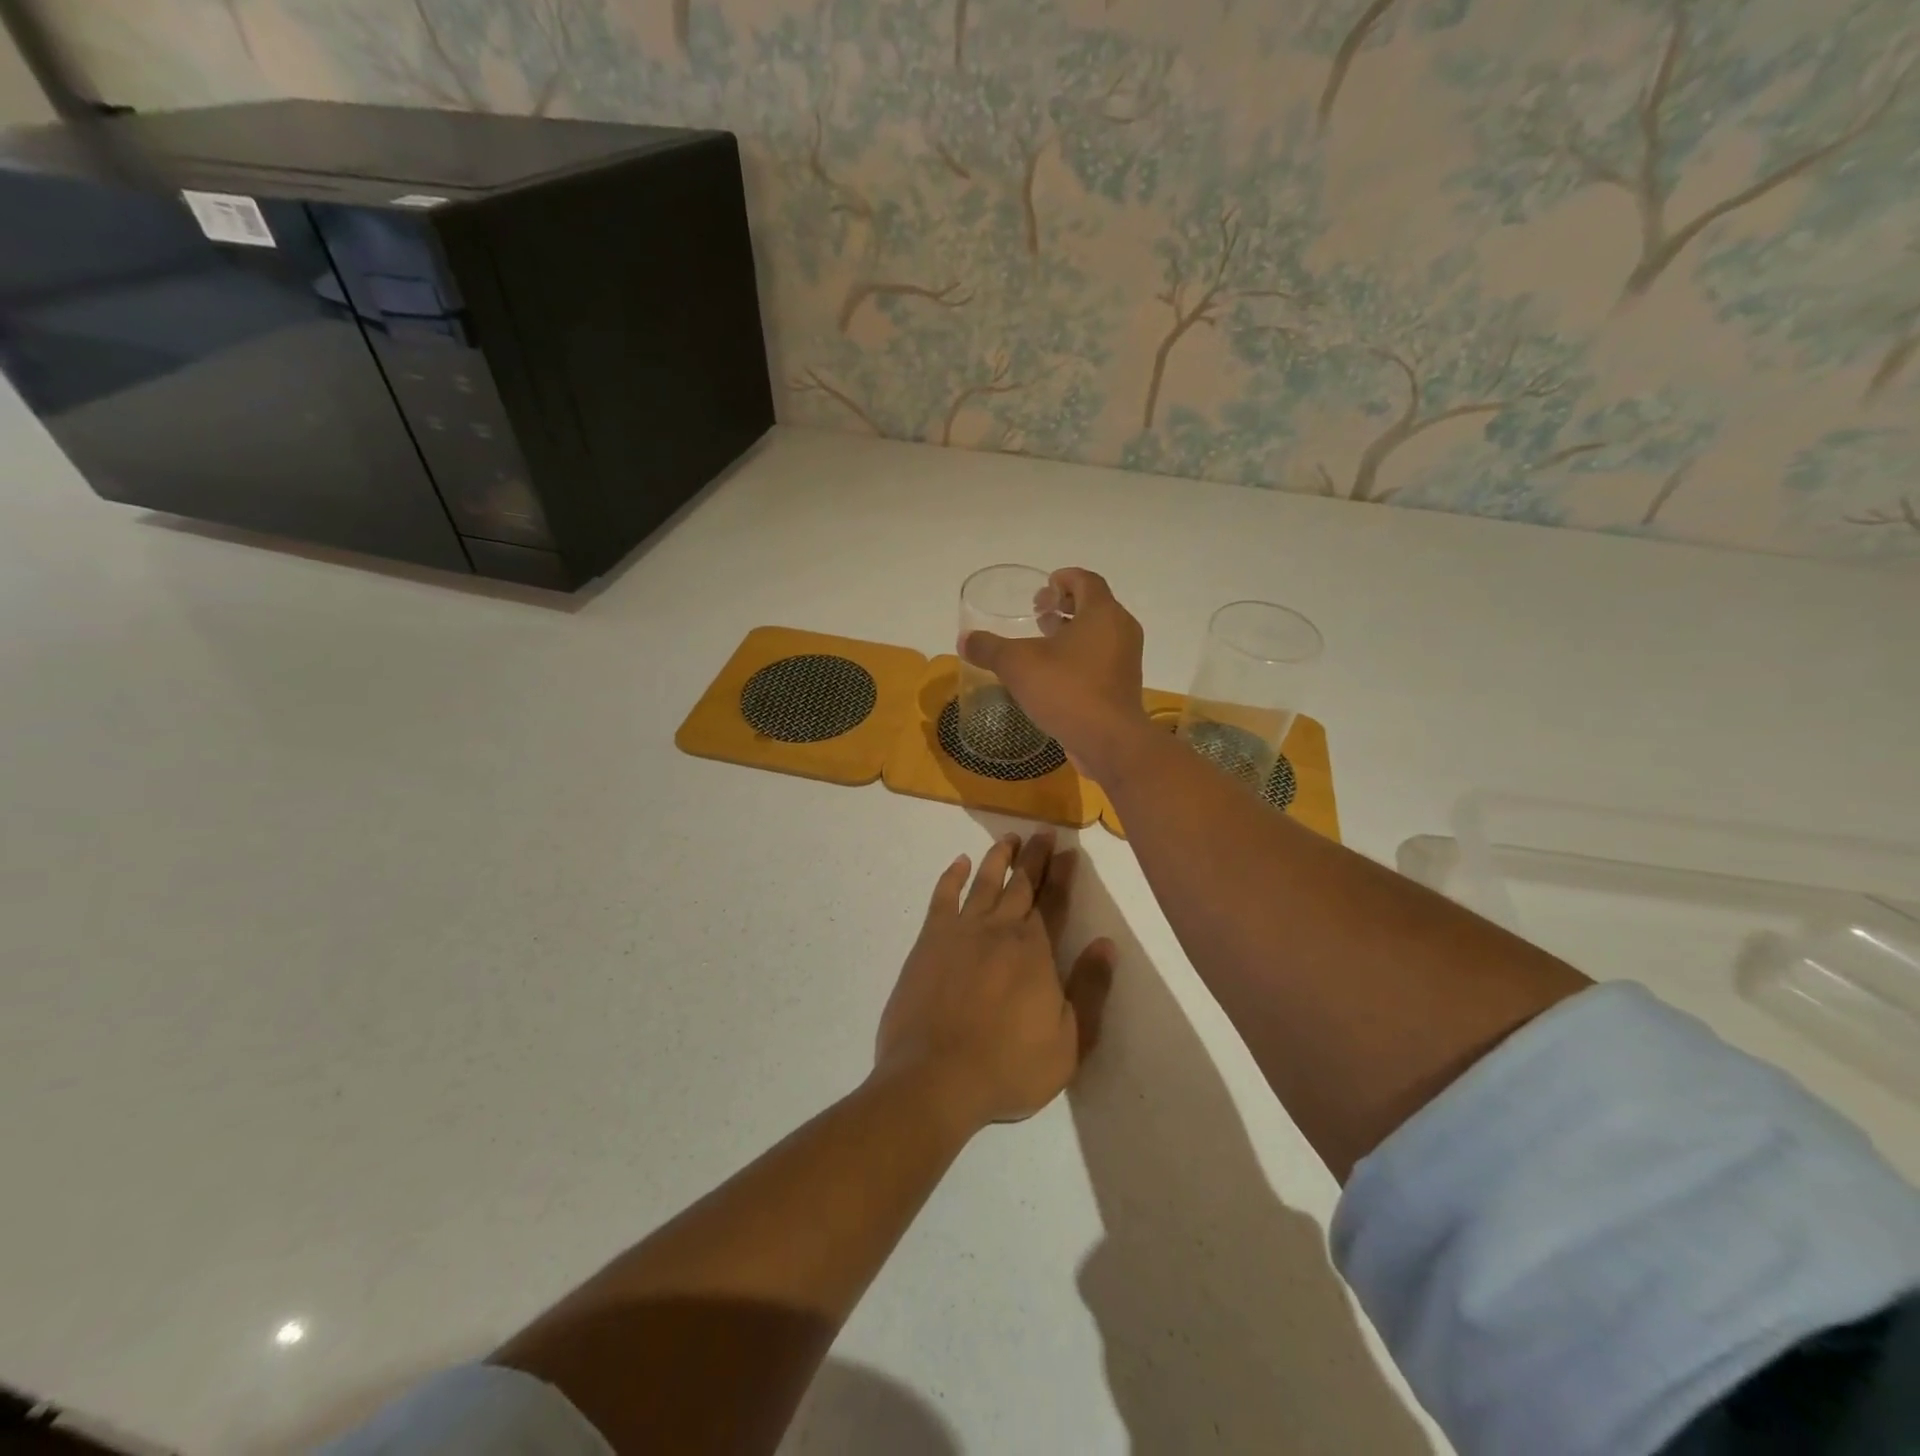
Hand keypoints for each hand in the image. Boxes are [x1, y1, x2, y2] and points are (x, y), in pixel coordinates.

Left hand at [875, 833, 1113, 1132]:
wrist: (935, 1078)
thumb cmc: (1009, 1066)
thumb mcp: (1070, 1041)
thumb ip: (1089, 989)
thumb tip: (1106, 944)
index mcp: (1036, 950)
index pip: (1054, 902)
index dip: (1062, 875)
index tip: (1068, 850)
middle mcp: (1000, 929)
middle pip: (1021, 884)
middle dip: (1034, 857)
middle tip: (1043, 833)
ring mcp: (961, 932)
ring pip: (983, 882)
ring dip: (998, 858)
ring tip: (1008, 839)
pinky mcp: (929, 941)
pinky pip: (943, 898)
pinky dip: (952, 877)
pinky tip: (958, 863)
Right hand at [959, 568, 1151, 783]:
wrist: (1108, 741)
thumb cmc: (1067, 690)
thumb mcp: (1017, 665)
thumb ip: (989, 648)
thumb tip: (964, 639)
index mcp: (1102, 613)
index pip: (1086, 580)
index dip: (1064, 579)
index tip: (1043, 588)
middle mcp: (1121, 629)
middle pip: (1094, 605)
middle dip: (1065, 606)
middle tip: (1038, 613)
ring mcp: (1126, 659)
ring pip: (1098, 633)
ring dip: (1072, 632)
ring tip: (1042, 642)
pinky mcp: (1123, 685)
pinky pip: (1101, 658)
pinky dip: (1080, 655)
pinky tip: (1054, 674)